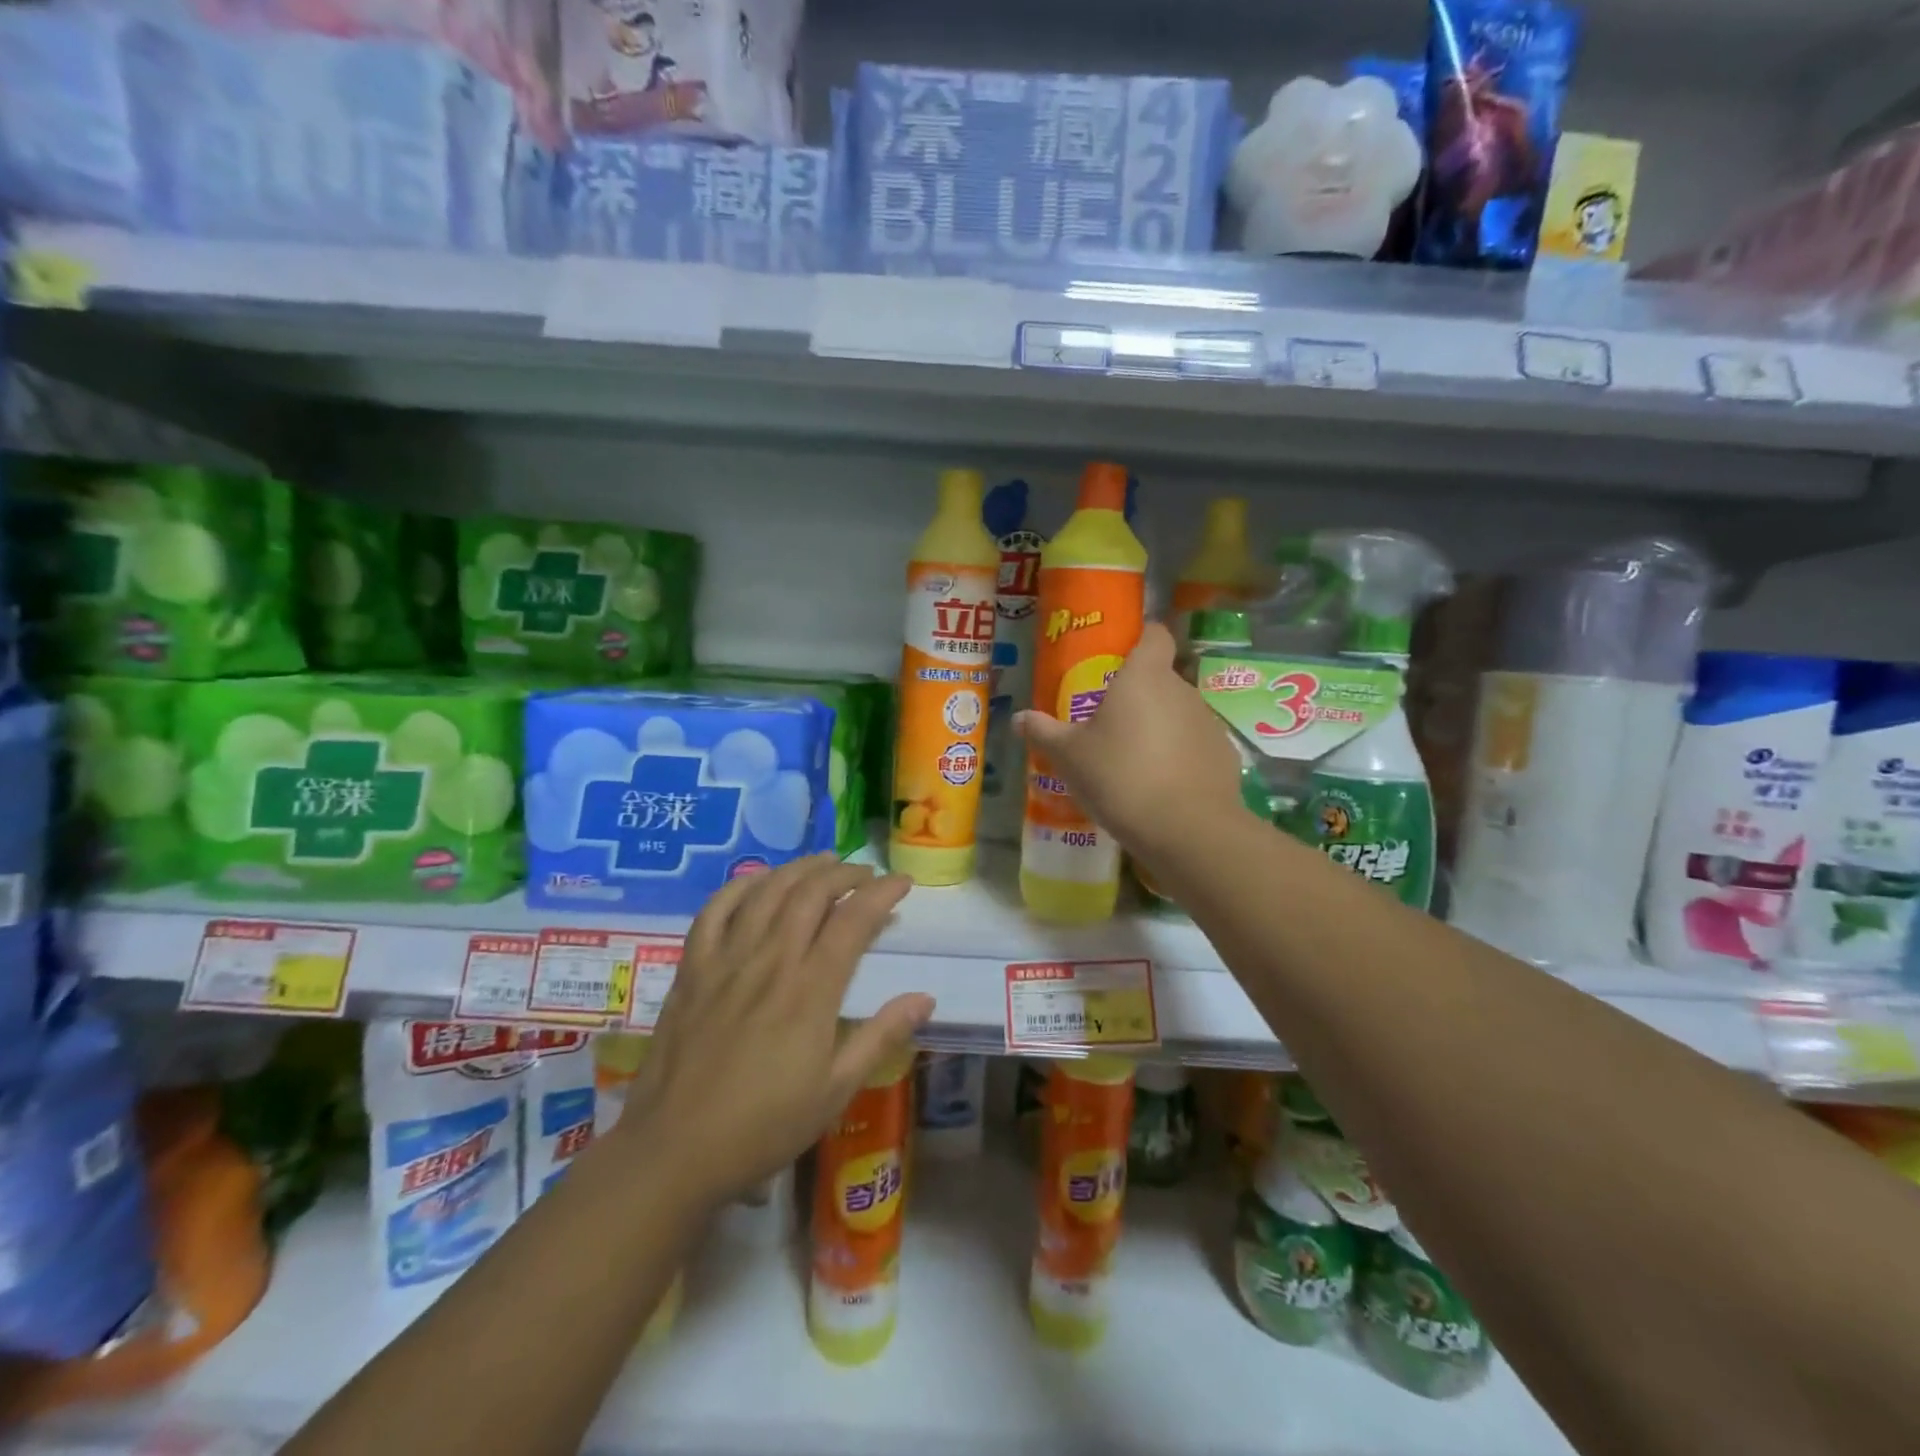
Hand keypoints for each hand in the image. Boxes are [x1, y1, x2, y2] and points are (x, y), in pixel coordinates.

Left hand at [617, 855, 931, 1205]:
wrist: (674, 1151)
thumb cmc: (763, 1127)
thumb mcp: (835, 1091)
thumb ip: (881, 1037)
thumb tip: (925, 998)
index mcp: (810, 991)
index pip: (853, 921)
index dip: (882, 893)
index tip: (902, 883)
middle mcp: (770, 961)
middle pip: (811, 894)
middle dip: (844, 873)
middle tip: (865, 874)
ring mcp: (726, 960)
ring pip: (767, 892)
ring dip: (799, 869)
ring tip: (823, 862)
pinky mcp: (692, 969)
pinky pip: (715, 910)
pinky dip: (740, 886)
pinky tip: (757, 881)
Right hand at [1016, 622, 1245, 860]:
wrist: (1187, 829)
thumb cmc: (1120, 777)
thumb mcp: (1070, 757)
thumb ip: (1044, 732)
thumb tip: (1019, 718)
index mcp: (1144, 677)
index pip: (1155, 634)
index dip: (1142, 637)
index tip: (1123, 654)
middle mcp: (1182, 689)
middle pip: (1161, 678)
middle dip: (1139, 695)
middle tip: (1110, 722)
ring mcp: (1208, 722)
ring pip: (1178, 713)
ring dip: (1159, 727)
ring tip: (1133, 760)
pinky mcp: (1224, 755)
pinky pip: (1195, 745)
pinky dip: (1180, 756)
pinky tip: (1161, 785)